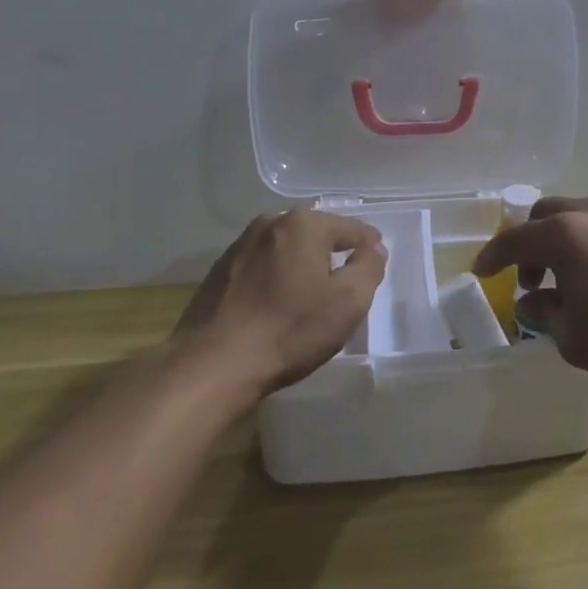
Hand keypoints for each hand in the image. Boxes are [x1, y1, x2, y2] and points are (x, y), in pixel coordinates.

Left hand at [178, 210, 385, 393]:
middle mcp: (270, 223)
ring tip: (310, 291)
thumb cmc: (289, 331)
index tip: (376, 261)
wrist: (211, 366)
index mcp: (304, 225)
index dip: (369, 245)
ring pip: (286, 248)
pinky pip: (261, 265)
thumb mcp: (348, 303)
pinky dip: (275, 276)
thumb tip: (373, 248)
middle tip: (346, 279)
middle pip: (316, 233)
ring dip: (301, 263)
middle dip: (333, 252)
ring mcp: (240, 245)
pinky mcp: (219, 271)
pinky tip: (277, 302)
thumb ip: (368, 268)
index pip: (350, 227)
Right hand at [472, 196, 587, 391]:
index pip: (515, 239)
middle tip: (532, 279)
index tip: (481, 271)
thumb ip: (545, 314)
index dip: (493, 256)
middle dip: (530, 244)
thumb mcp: (575, 338)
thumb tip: (534, 302)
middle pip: (547, 215)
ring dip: (565, 242)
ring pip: (582, 216)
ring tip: (574, 281)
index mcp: (566, 236)